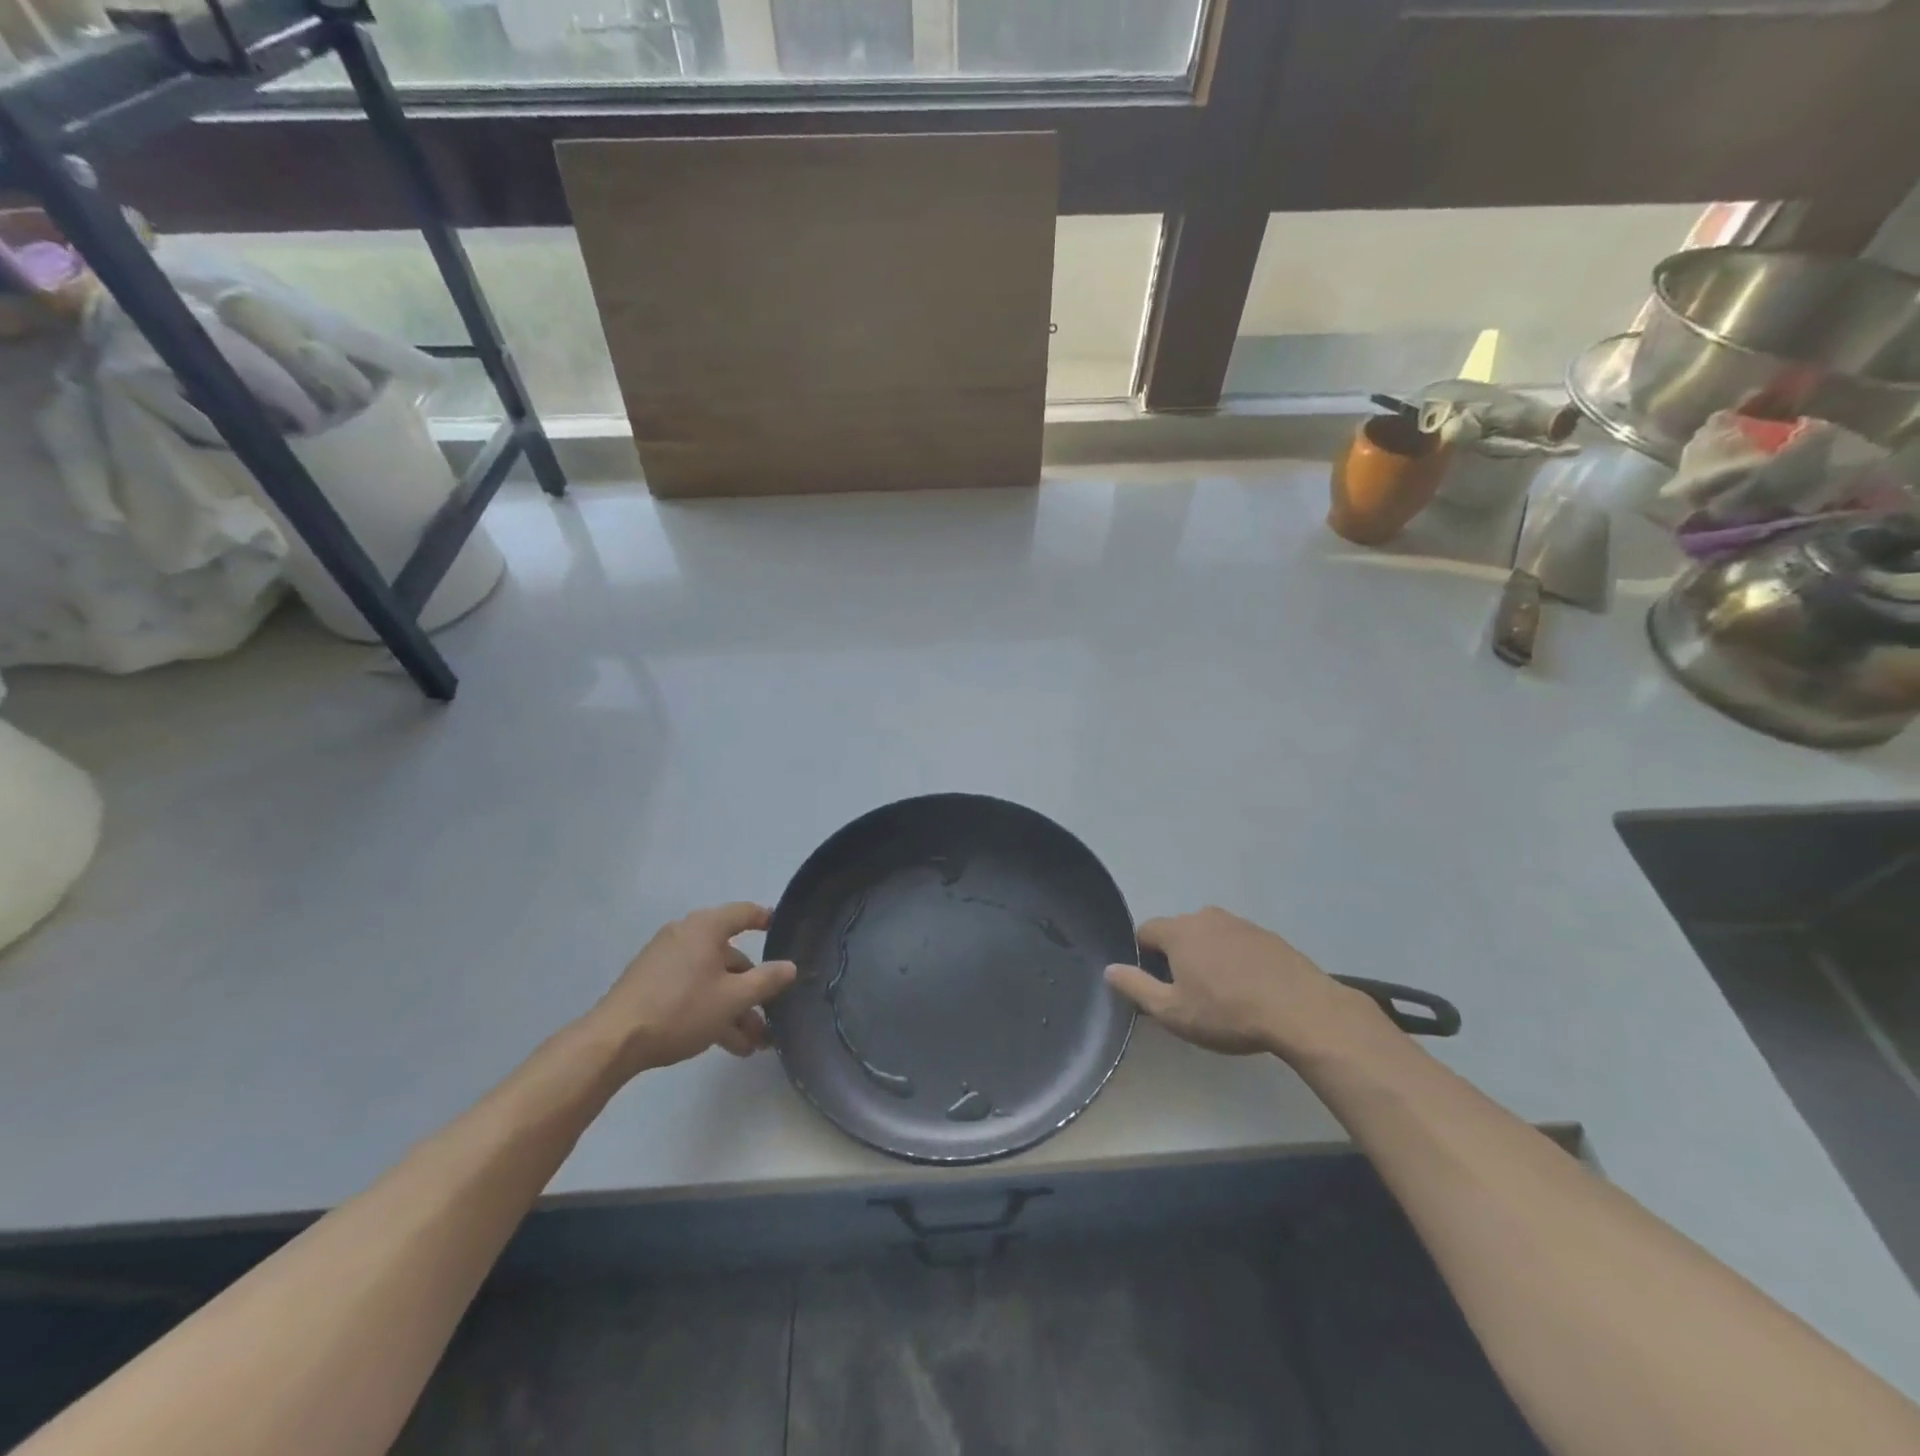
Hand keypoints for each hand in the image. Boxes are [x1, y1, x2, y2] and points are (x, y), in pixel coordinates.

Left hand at [588, 902, 797, 1076]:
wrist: (613, 1041)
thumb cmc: (681, 1009)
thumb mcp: (733, 998)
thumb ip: (766, 980)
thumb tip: (790, 966)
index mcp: (705, 928)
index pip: (744, 913)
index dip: (765, 918)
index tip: (781, 928)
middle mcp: (685, 936)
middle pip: (729, 957)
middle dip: (751, 990)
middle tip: (769, 1016)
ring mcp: (665, 961)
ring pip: (711, 980)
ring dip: (733, 1009)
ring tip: (749, 1045)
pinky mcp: (650, 985)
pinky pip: (691, 990)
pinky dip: (709, 1009)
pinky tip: (724, 1043)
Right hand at [1105, 907, 1385, 1060]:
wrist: (1301, 1011)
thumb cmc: (1228, 1012)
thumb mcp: (1173, 1011)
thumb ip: (1136, 987)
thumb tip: (1109, 969)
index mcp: (1179, 931)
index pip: (1145, 931)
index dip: (1143, 958)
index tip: (1157, 986)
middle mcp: (1206, 916)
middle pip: (1178, 933)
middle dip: (1176, 957)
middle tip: (1188, 994)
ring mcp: (1240, 923)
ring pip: (1209, 937)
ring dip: (1207, 958)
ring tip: (1221, 994)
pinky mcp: (1267, 935)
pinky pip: (1237, 944)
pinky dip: (1234, 960)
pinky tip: (1248, 990)